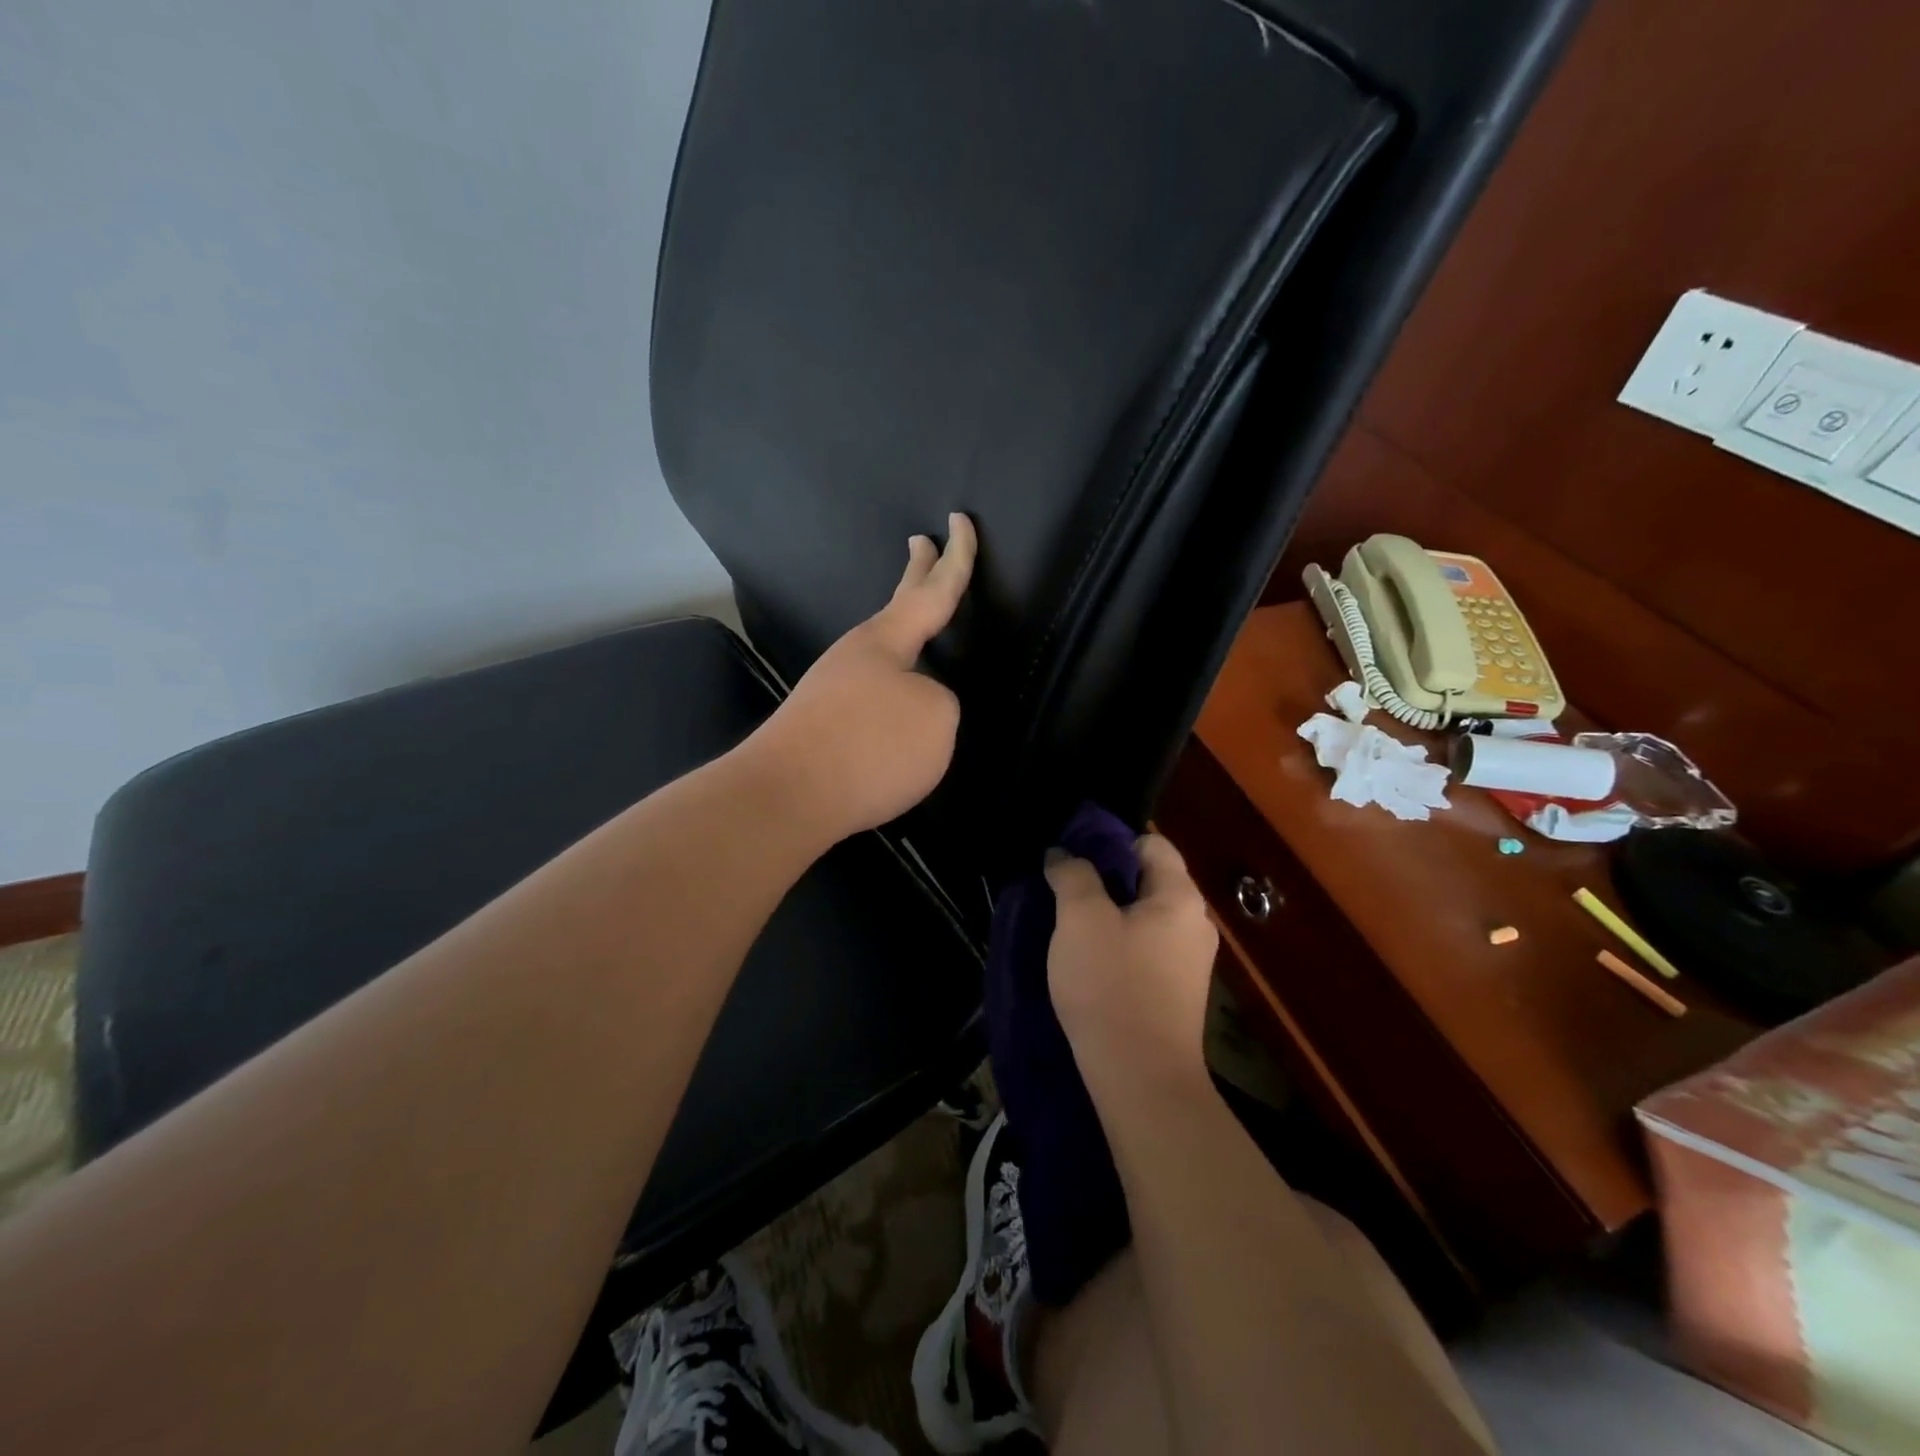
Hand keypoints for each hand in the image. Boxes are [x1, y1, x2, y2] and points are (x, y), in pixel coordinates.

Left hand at [750, 513, 976, 844]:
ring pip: (881, 655)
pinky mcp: (822, 726)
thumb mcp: (935, 719)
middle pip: (897, 607)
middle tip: (920, 541)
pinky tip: (895, 709)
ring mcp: (834, 689)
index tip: (959, 520)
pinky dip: (889, 687)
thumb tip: (915, 707)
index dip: (956, 558)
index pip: (933, 592)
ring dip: (903, 639)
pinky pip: (869, 694)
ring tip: (923, 642)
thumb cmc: (870, 747)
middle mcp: (856, 655)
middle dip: (916, 574)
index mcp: (886, 640)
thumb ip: (939, 702)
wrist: (786, 796)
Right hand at [1046, 834, 1218, 1093]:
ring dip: (1108, 914)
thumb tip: (1064, 854)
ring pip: (1144, 917)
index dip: (1111, 841)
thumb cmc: (1111, 986)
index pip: (1151, 842)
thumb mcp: (1080, 919)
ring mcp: (1190, 961)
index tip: (1072, 855)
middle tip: (1063, 889)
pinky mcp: (1177, 992)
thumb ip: (1072, 875)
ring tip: (1068, 925)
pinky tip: (1088, 961)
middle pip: (1148, 879)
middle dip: (1105, 878)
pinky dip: (1118, 944)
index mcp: (1180, 896)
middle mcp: (1195, 923)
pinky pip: (1145, 949)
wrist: (1141, 1080)